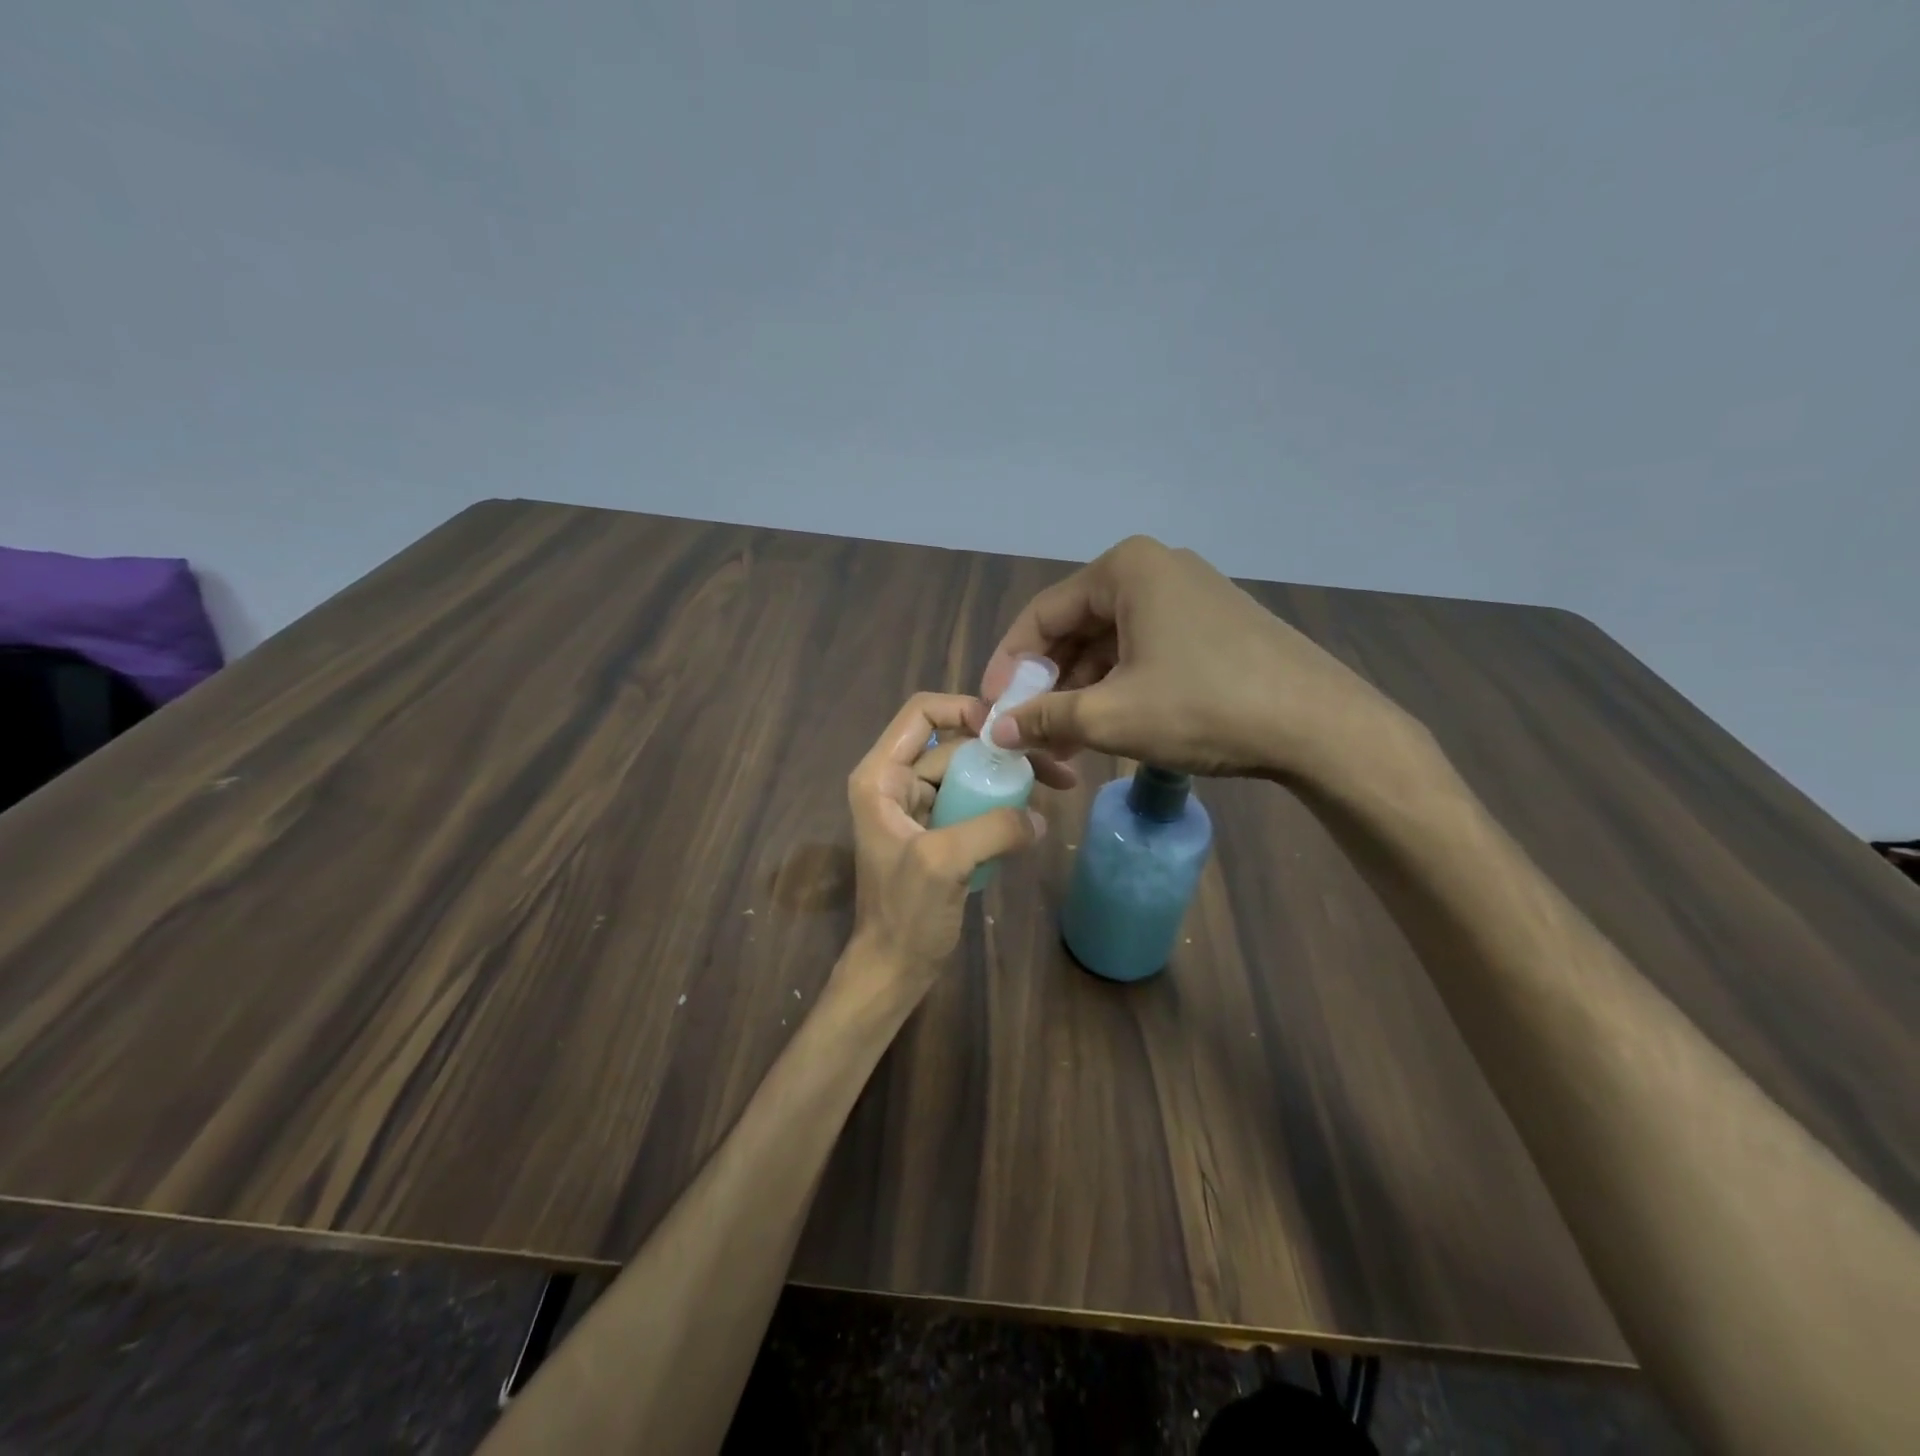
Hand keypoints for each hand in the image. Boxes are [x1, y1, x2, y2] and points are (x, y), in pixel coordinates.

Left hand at [840, 693, 1046, 1007]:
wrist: (894, 969)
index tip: (1007, 731)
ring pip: (967, 773)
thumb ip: (993, 828)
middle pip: (953, 744)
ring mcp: (918, 808)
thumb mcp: (944, 862)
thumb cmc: (905, 914)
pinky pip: (973, 802)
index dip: (964, 709)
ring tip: (1055, 785)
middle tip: (1052, 764)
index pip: (922, 714)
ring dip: (1006, 778)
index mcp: (881, 777)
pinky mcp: (938, 832)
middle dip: (1000, 751)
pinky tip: (1032, 816)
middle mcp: (896, 782)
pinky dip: (1000, 804)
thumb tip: (1038, 817)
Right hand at [981, 536, 1416, 786]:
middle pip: (1075, 629)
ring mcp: (1188, 596)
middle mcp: (1154, 569)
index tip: (993, 710)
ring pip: (1110, 646)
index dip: (1009, 666)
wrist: (1320, 726)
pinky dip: (1118, 689)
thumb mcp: (1112, 716)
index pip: (1041, 616)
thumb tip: (996, 730)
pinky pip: (1143, 653)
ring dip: (1081, 694)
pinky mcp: (1211, 626)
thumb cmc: (1205, 707)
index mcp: (1125, 569)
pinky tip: (1105, 729)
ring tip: (1063, 743)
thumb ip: (1044, 718)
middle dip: (1047, 685)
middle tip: (1029, 733)